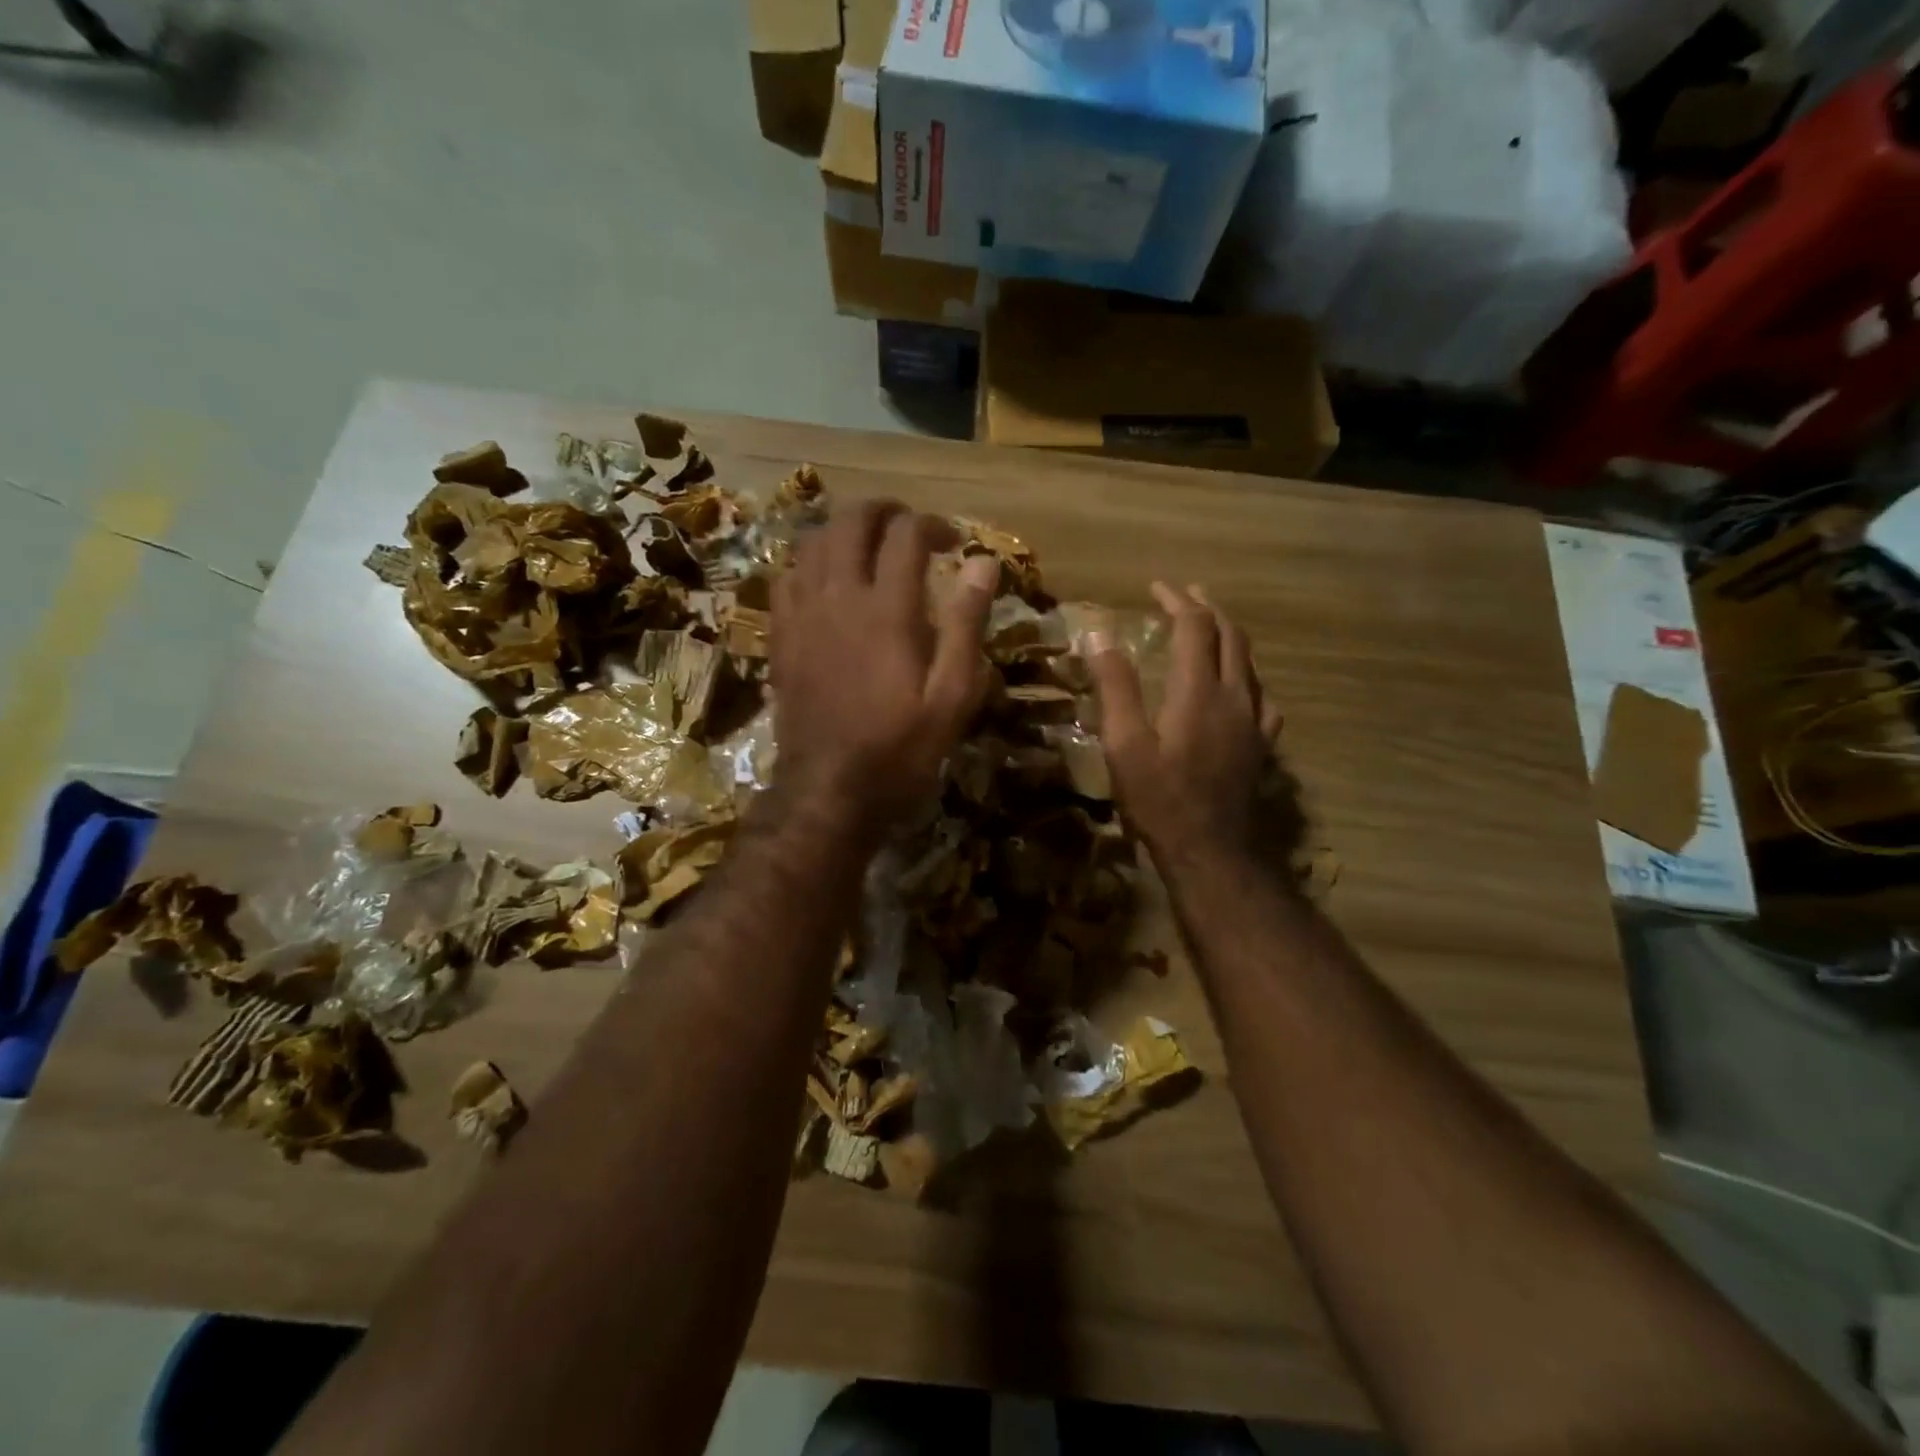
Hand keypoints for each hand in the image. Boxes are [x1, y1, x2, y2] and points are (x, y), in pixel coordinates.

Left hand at [771, 500, 997, 839]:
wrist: (828, 790)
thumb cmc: (900, 748)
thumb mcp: (952, 696)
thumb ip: (966, 624)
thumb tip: (984, 562)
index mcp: (887, 610)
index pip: (907, 535)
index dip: (933, 525)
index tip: (952, 543)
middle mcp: (839, 597)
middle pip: (852, 522)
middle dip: (884, 512)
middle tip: (909, 528)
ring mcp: (802, 614)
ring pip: (814, 542)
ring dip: (845, 531)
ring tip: (870, 547)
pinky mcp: (780, 635)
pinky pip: (787, 576)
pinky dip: (811, 562)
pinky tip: (827, 581)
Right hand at [1089, 582, 1284, 866]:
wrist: (1210, 850)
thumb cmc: (1159, 798)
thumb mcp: (1124, 743)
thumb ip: (1116, 687)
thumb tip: (1099, 635)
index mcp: (1199, 691)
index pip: (1195, 627)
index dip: (1177, 600)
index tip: (1156, 587)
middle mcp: (1235, 697)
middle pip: (1230, 636)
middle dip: (1207, 608)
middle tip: (1185, 594)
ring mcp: (1254, 722)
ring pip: (1249, 663)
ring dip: (1229, 637)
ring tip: (1209, 628)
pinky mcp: (1261, 746)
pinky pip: (1261, 697)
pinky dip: (1245, 676)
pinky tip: (1238, 687)